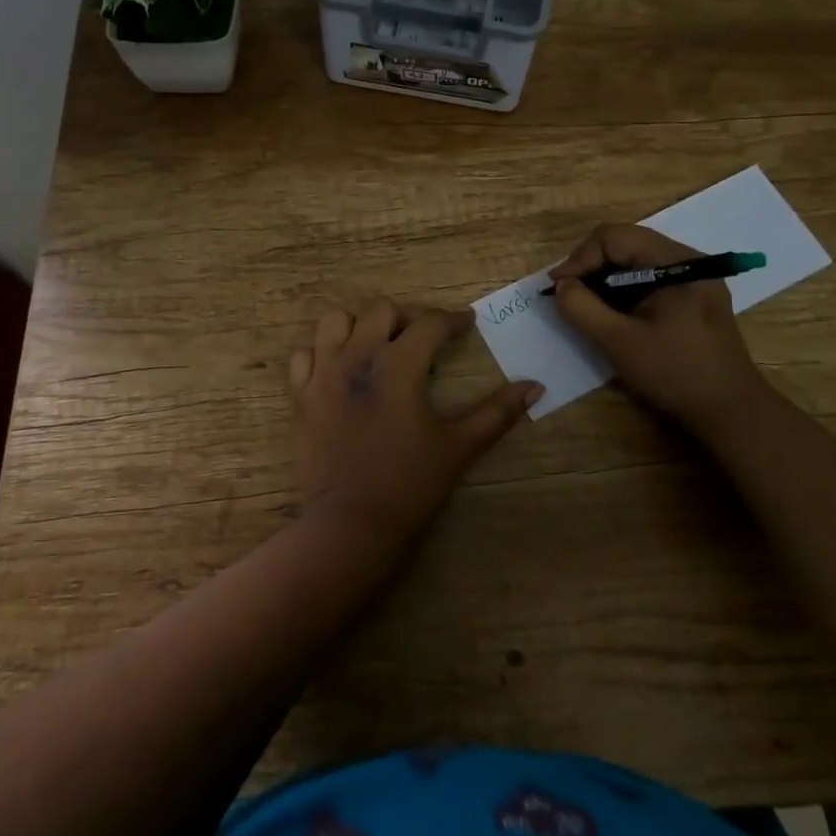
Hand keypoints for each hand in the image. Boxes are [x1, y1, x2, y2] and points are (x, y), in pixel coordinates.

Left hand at [289, 299, 541, 545]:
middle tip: (421, 341)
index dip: (453, 320)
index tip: (465, 324)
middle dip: (406, 319)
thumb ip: (497, 412)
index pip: (430, 324)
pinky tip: (337, 368)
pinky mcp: (299, 395)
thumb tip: (535, 387)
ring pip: (336, 321)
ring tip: (375, 346)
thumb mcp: (458, 446)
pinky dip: (321, 352)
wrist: (351, 524)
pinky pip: (304, 354)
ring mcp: (322, 373)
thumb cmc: (409, 484)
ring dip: (359, 325)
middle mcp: (357, 356)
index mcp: (398, 364)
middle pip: (381, 311)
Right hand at [548, 224, 770, 433]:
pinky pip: (649, 277)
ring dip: (605, 278)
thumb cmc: (675, 373)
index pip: (614, 237)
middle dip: (591, 266)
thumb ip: (581, 308)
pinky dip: (623, 289)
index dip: (580, 258)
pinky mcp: (694, 296)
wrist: (731, 411)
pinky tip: (613, 314)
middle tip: (568, 295)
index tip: (559, 288)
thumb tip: (561, 285)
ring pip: (635, 260)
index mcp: (677, 262)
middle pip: (625, 243)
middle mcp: (688, 259)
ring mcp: (694, 277)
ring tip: (586, 305)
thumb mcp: (618, 342)